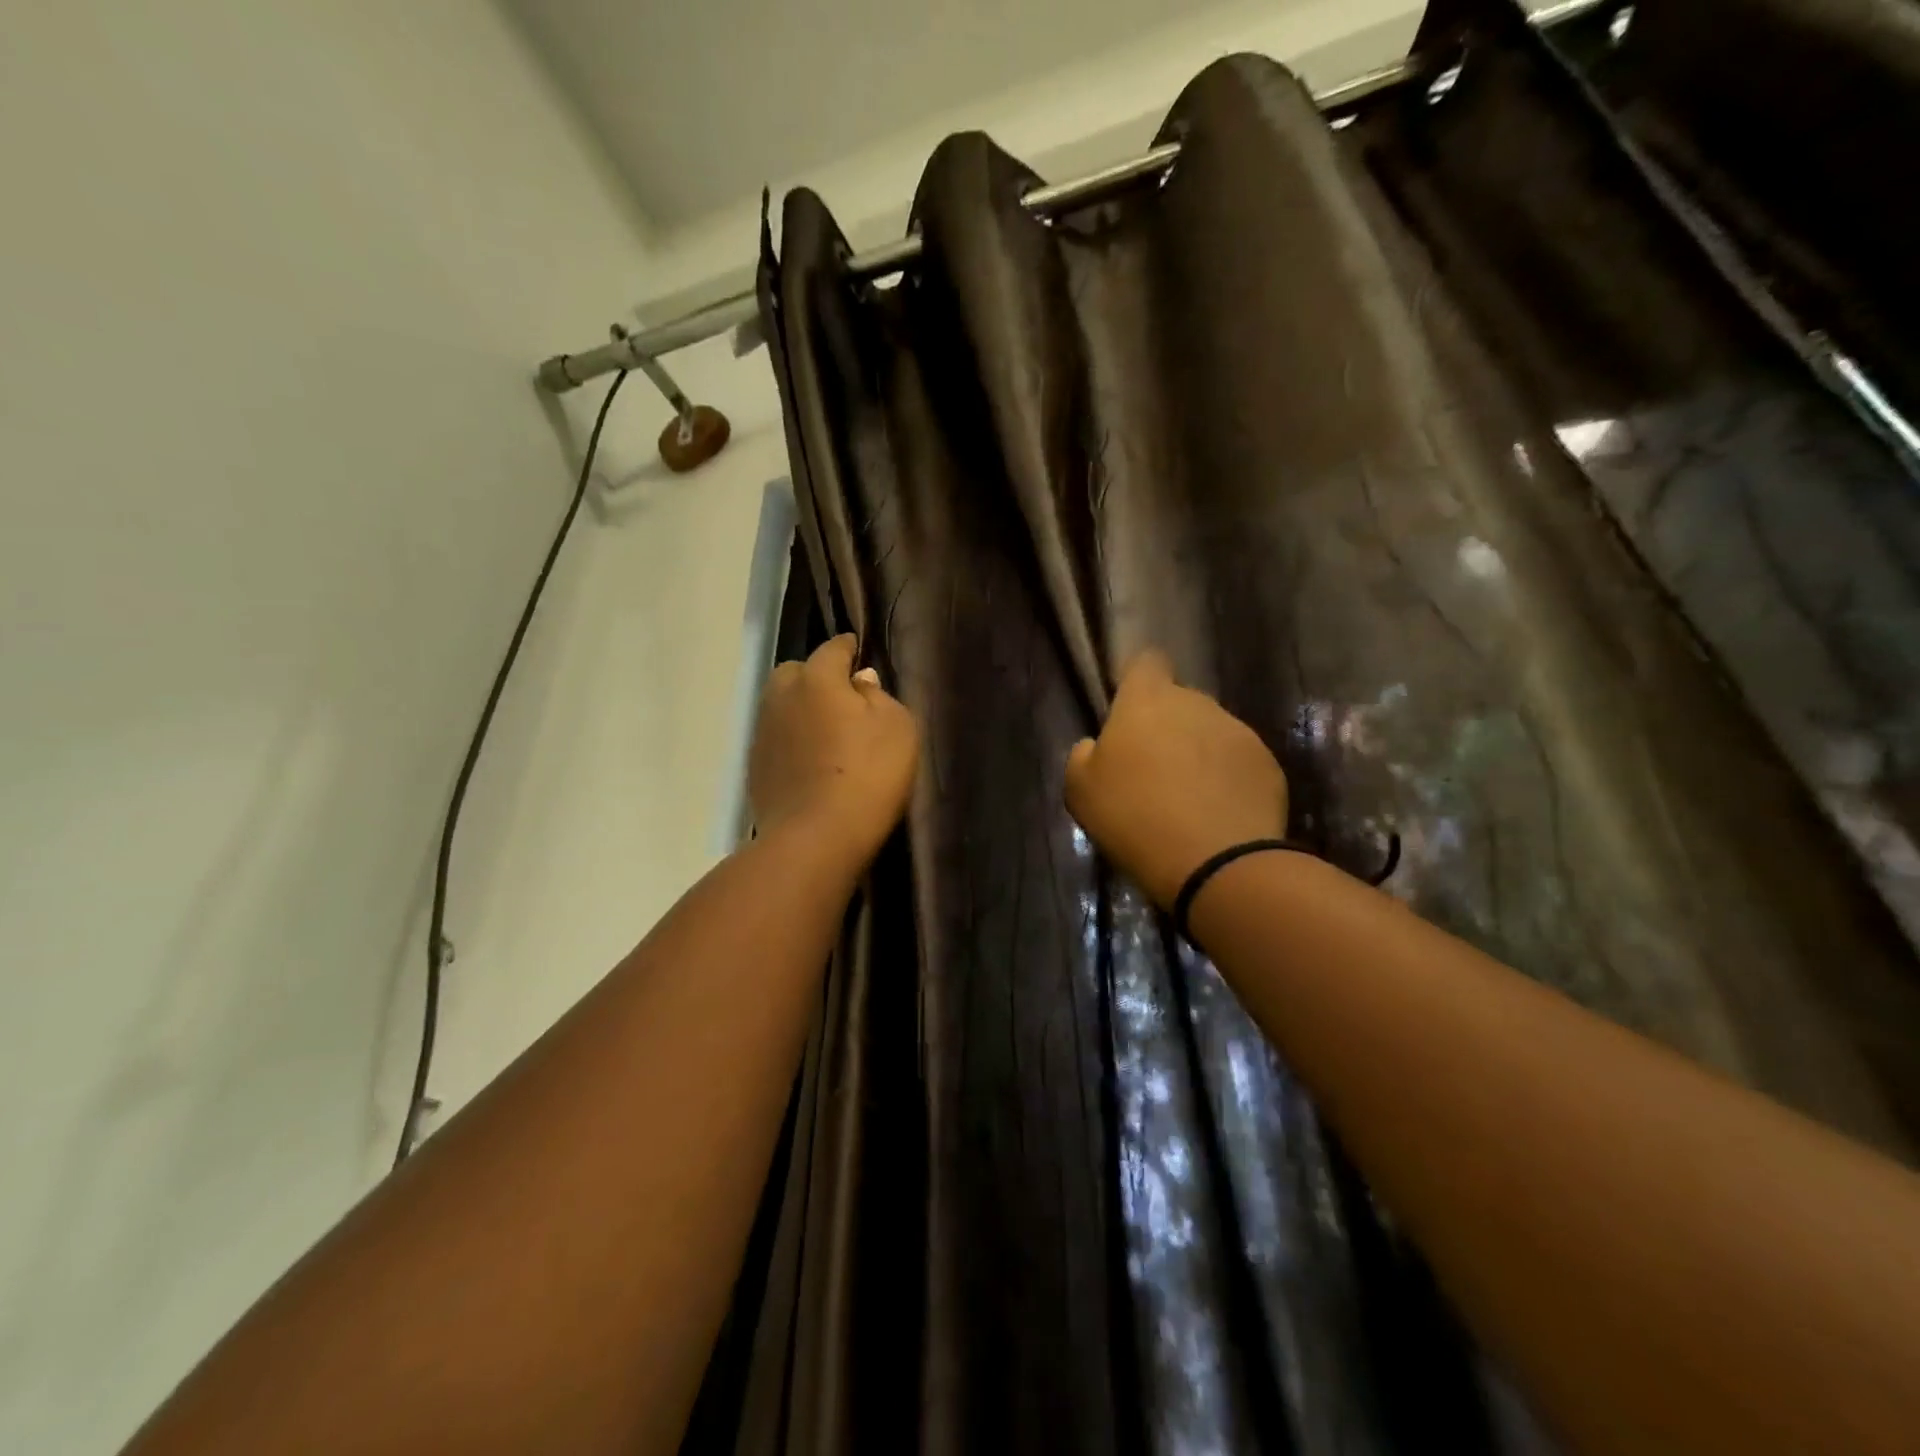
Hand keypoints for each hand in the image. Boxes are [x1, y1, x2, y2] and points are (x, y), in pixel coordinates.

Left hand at [750, 634, 920, 865]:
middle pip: (796, 673)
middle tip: (842, 697)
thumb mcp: (897, 727)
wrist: (816, 838)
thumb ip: (878, 695)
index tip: (858, 652)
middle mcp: (781, 696)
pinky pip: (777, 739)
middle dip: (816, 676)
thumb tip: (859, 681)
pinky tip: (810, 760)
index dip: (849, 648)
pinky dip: (792, 740)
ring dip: (800, 709)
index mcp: (816, 678)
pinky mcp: (755, 767)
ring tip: (826, 730)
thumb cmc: (868, 775)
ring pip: (781, 705)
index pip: (833, 648)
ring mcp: (763, 733)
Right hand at [1065, 651, 1288, 907]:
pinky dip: (1228, 780)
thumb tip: (1097, 746)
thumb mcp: (1080, 791)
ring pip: (1210, 732)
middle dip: (1166, 727)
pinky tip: (1218, 815)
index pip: (1145, 662)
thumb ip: (1084, 756)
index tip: (1127, 712)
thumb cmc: (1133, 818)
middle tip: (1152, 771)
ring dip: (1198, 754)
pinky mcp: (1268, 764)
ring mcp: (1238, 731)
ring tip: (1189, 800)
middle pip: (1178, 701)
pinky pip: (1239, 763)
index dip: (1136, 681)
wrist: (1215, 863)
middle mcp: (1196, 703)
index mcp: (1146, 701)